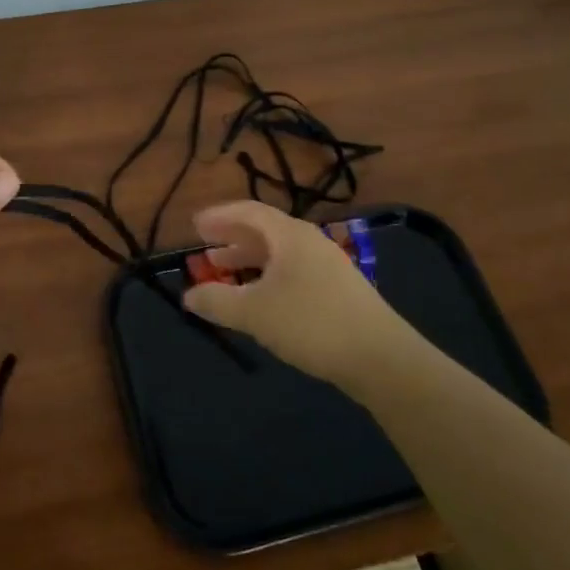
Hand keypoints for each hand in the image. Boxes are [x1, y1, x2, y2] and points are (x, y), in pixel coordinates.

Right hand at [182, 201, 414, 382]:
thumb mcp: (254, 312)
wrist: (380, 357)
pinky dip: (268, 275)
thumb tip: (189, 296)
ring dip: (249, 258)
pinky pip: (293, 270)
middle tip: (205, 245)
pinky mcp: (338, 290)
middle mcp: (310, 242)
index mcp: (290, 236)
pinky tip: (260, 297)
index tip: (195, 225)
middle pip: (265, 230)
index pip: (250, 212)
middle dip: (233, 237)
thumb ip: (217, 301)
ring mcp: (328, 266)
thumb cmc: (311, 323)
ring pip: (280, 252)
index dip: (220, 217)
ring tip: (225, 269)